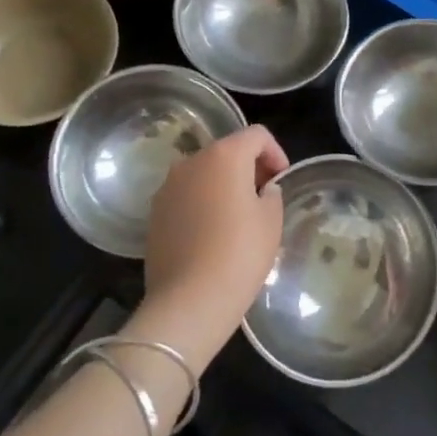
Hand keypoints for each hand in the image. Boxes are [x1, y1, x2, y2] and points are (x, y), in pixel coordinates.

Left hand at [137, 125, 287, 367]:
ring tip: (238, 216)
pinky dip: (202, 202)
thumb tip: (262, 190)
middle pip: (227, 150)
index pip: (256, 135)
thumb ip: (271, 194)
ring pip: (203, 173)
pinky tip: (212, 233)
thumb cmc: (240, 254)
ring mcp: (168, 186)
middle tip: (264, 196)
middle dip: (248, 167)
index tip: (282, 180)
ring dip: (223, 184)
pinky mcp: (154, 212)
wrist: (189, 301)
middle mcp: (192, 161)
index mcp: (224, 155)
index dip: (275, 152)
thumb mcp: (271, 221)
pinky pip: (186, 195)